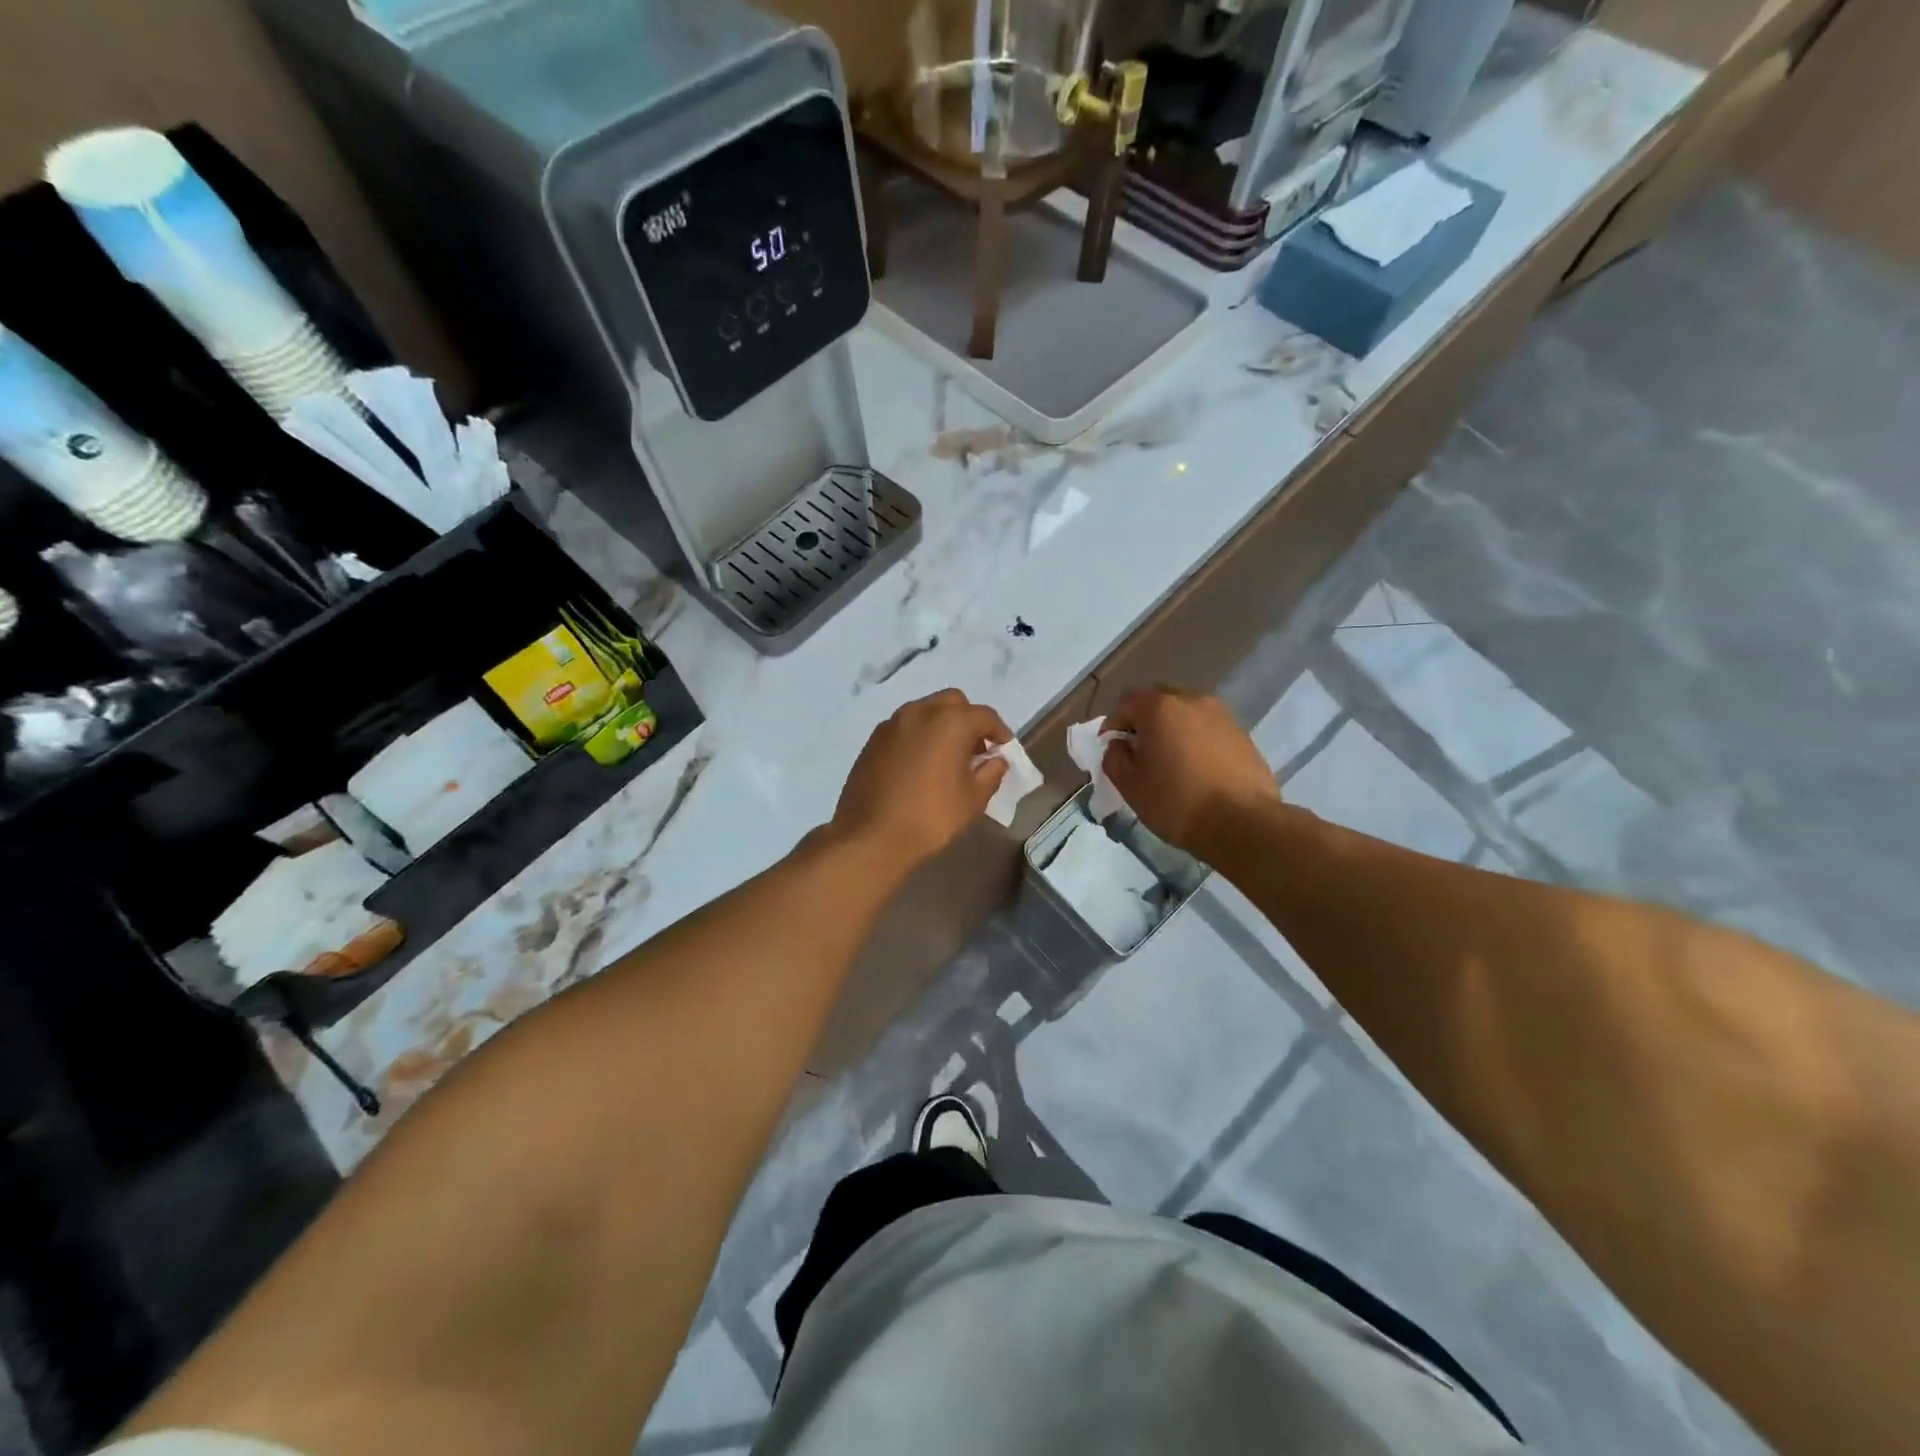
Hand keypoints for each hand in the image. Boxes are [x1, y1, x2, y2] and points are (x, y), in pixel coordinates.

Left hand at [831, 689, 1011, 869]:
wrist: (871, 836)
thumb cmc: (930, 817)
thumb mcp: (973, 800)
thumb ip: (991, 773)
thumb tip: (996, 760)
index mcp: (950, 722)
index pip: (985, 715)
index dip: (1000, 731)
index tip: (1004, 750)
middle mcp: (920, 712)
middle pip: (953, 702)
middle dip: (969, 720)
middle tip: (975, 749)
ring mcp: (892, 724)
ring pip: (925, 711)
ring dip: (941, 725)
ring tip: (947, 757)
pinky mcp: (873, 740)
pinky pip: (904, 727)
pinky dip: (919, 736)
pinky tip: (920, 765)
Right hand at [1103, 687, 1280, 856]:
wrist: (1243, 823)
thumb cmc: (1176, 802)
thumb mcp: (1130, 786)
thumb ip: (1114, 758)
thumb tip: (1120, 744)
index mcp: (1160, 708)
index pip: (1126, 702)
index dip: (1114, 724)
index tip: (1113, 750)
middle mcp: (1192, 700)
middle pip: (1159, 702)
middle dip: (1144, 722)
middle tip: (1140, 753)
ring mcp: (1222, 715)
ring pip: (1186, 714)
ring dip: (1173, 730)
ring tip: (1171, 762)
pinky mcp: (1242, 734)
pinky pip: (1209, 729)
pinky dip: (1197, 741)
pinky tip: (1197, 770)